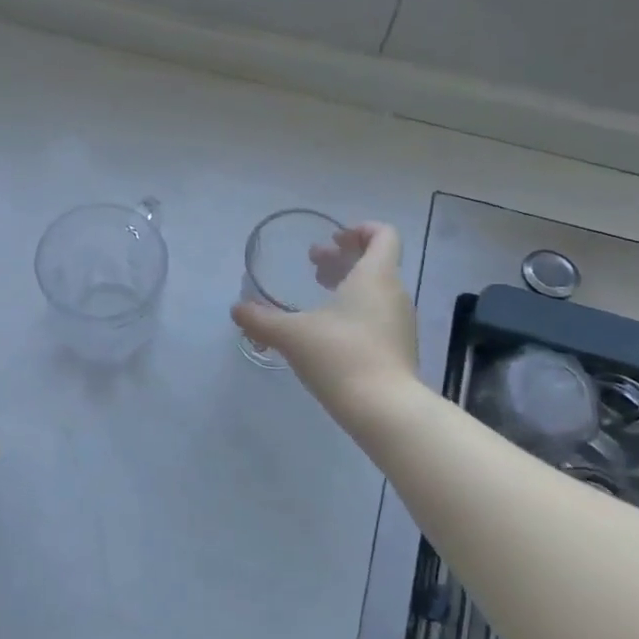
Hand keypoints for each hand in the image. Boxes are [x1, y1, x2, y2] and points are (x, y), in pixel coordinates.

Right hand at [231, 222, 418, 414]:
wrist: (385, 409)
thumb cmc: (340, 356)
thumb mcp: (291, 335)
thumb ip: (261, 319)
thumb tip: (237, 309)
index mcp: (375, 276)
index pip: (383, 235)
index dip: (360, 229)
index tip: (333, 238)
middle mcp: (394, 293)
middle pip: (375, 262)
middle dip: (343, 258)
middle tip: (313, 263)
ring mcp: (401, 323)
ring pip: (376, 290)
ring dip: (348, 286)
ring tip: (318, 297)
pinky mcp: (400, 349)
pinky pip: (378, 316)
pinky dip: (356, 311)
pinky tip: (330, 332)